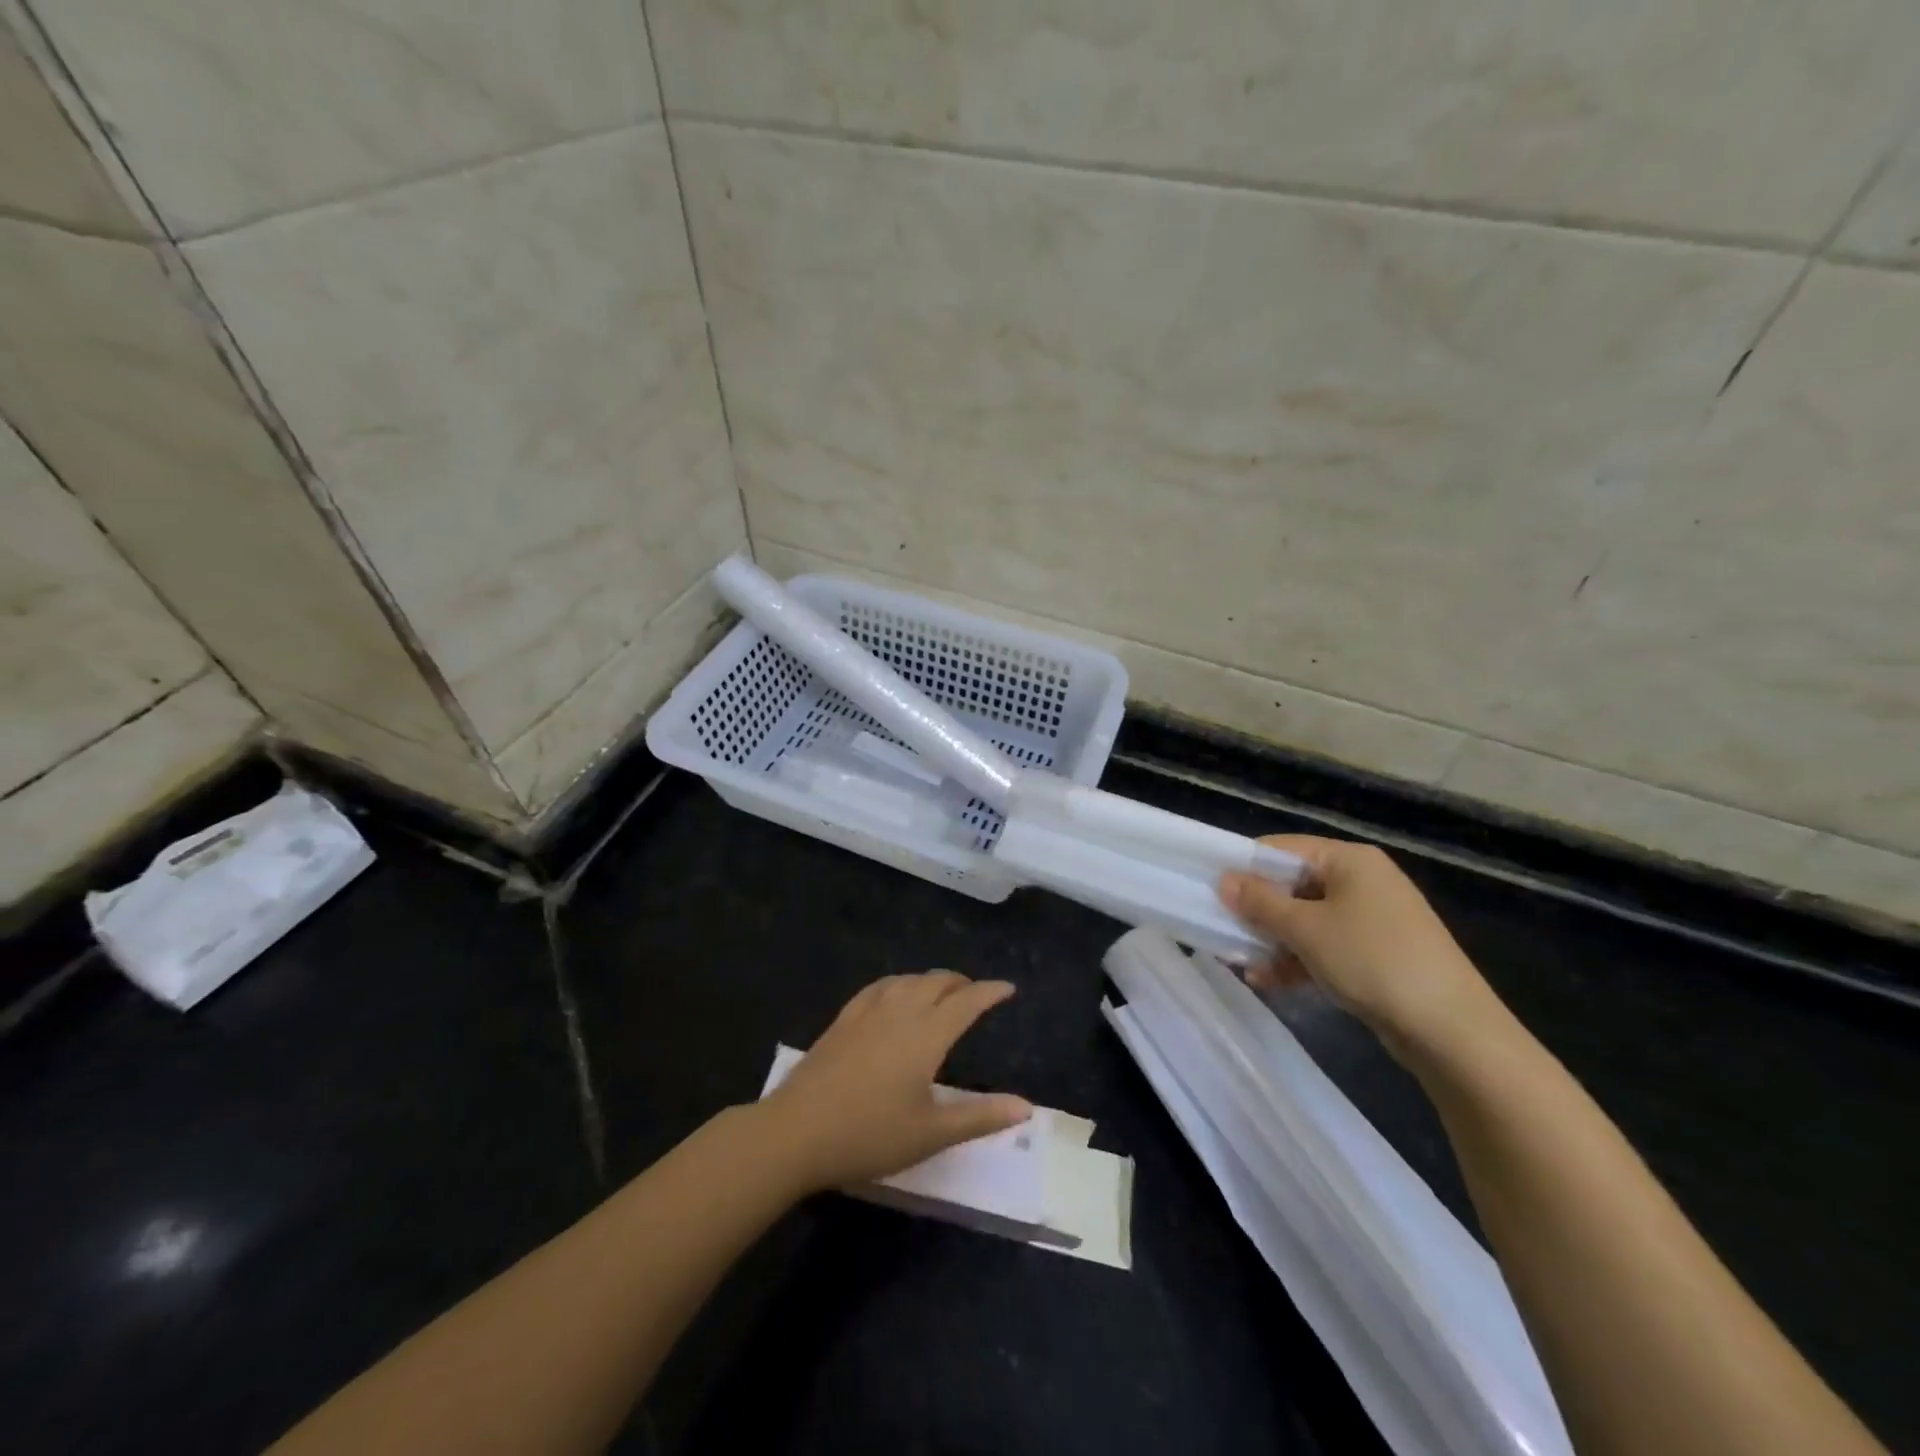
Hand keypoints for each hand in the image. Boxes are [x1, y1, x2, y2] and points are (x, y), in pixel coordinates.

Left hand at [759, 971, 1032, 1193]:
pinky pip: (879, 987)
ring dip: (930, 980)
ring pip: (907, 981)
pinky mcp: (843, 1020)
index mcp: (927, 1034)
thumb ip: (980, 1117)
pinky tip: (893, 994)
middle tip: (976, 993)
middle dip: (961, 983)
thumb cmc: (870, 1134)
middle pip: (937, 982)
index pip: (967, 1002)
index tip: (1008, 987)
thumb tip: (1026, 1106)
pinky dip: (898, 983)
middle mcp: (901, 1011)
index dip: (990, 992)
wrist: (796, 1131)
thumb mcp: (931, 1133)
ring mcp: (867, 1012)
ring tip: (940, 991)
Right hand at [1219, 835, 1499, 1057]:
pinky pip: (1325, 946)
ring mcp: (1372, 919)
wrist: (1453, 1032)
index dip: (1244, 867)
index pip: (1282, 849)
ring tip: (1240, 962)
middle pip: (1293, 885)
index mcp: (1349, 860)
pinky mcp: (1377, 954)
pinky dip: (1298, 959)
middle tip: (1221, 929)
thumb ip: (1261, 903)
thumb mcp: (1307, 929)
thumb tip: (1224, 880)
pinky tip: (1268, 981)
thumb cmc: (1373, 962)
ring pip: (1306, 919)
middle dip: (1257, 910)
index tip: (1210, 890)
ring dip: (1272, 939)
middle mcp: (1362, 881)